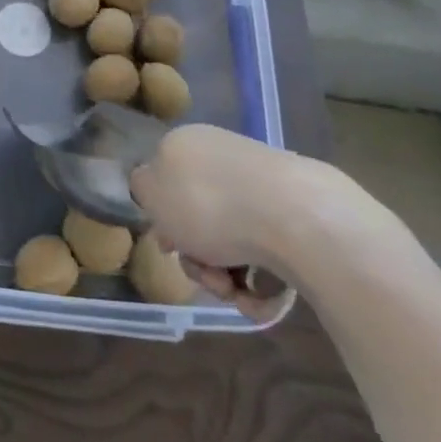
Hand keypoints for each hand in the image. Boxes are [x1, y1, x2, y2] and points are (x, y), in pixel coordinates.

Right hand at [129, 124, 374, 318]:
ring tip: (236, 292)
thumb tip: (152, 187)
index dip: (163, 220)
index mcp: (188, 145)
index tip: (169, 246)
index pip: (165, 182)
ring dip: (226, 278)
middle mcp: (224, 161)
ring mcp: (264, 189)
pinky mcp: (298, 220)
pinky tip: (264, 296)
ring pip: (231, 245)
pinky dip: (262, 285)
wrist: (297, 218)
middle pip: (198, 220)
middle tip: (207, 276)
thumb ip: (142, 187)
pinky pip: (267, 258)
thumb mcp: (152, 192)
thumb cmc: (210, 204)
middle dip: (198, 259)